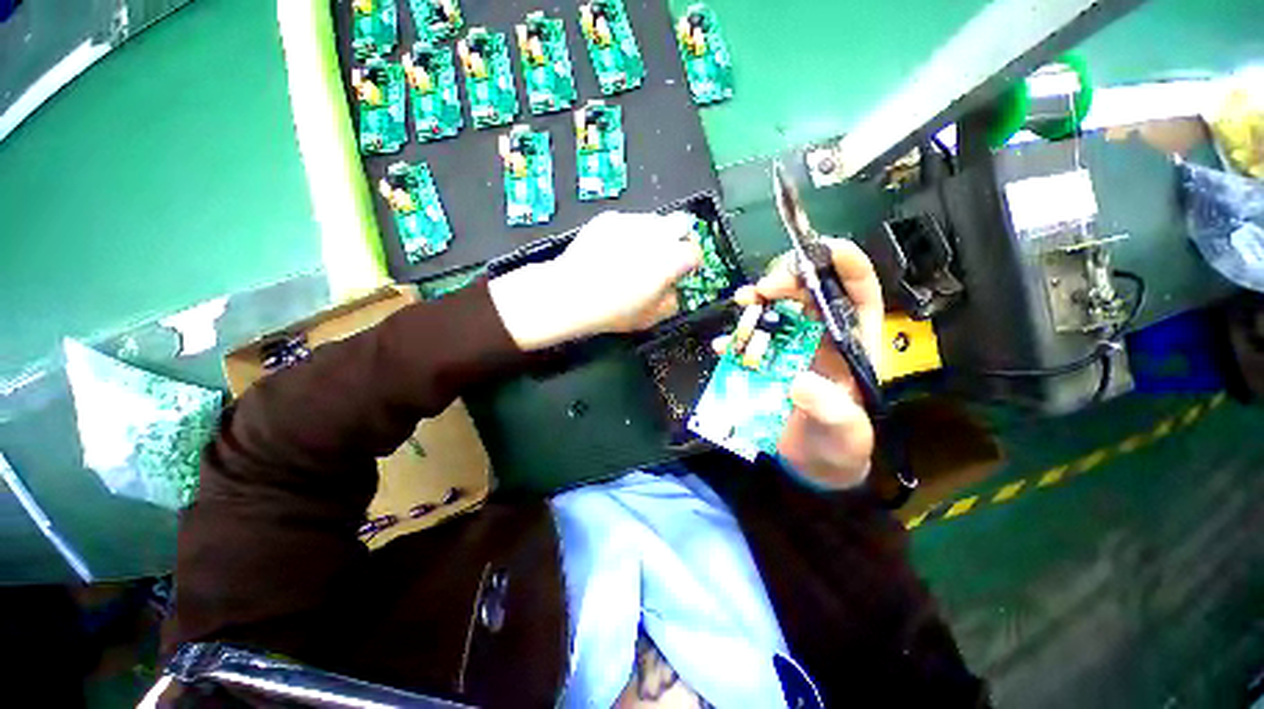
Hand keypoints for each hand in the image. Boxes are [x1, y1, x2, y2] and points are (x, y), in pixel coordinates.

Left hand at [490, 211, 702, 349]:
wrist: (572, 293)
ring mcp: (632, 222)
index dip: (693, 263)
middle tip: (668, 254)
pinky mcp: (609, 218)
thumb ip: (670, 302)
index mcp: (672, 259)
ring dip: (654, 234)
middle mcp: (657, 234)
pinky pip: (628, 221)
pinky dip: (628, 233)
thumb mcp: (650, 318)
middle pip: (683, 222)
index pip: (696, 252)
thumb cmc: (615, 310)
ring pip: (654, 220)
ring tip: (636, 253)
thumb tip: (672, 290)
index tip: (685, 271)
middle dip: (681, 237)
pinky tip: (613, 250)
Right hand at [734, 238, 884, 489]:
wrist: (813, 463)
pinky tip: (723, 344)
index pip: (859, 290)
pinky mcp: (766, 361)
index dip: (845, 263)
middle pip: (809, 291)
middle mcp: (822, 336)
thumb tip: (799, 383)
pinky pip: (750, 340)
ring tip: (743, 303)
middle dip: (787, 279)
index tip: (820, 250)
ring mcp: (791, 347)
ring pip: (776, 310)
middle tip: (763, 289)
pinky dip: (736, 337)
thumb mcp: (846, 431)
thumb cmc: (840, 444)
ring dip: (757, 302)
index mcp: (854, 340)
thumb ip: (831, 409)